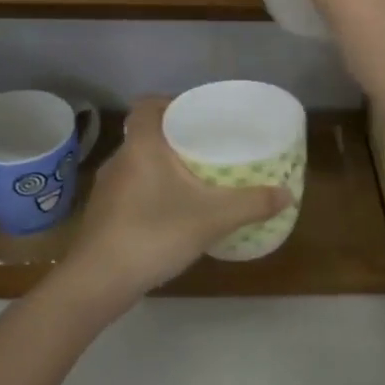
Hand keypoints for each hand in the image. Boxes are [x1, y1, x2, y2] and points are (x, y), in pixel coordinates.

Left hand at [68, 96, 291, 302]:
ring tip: (194, 179)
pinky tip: (170, 212)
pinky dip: (150, 191)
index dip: (170, 102)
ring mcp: (107, 188)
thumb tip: (288, 193)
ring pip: (138, 163)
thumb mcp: (212, 218)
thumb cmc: (153, 233)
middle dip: (175, 138)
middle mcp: (120, 158)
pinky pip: (131, 189)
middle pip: (146, 133)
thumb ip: (251, 204)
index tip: (198, 115)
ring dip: (162, 166)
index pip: (148, 105)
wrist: (97, 281)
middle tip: (207, 147)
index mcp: (141, 144)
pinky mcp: (102, 214)